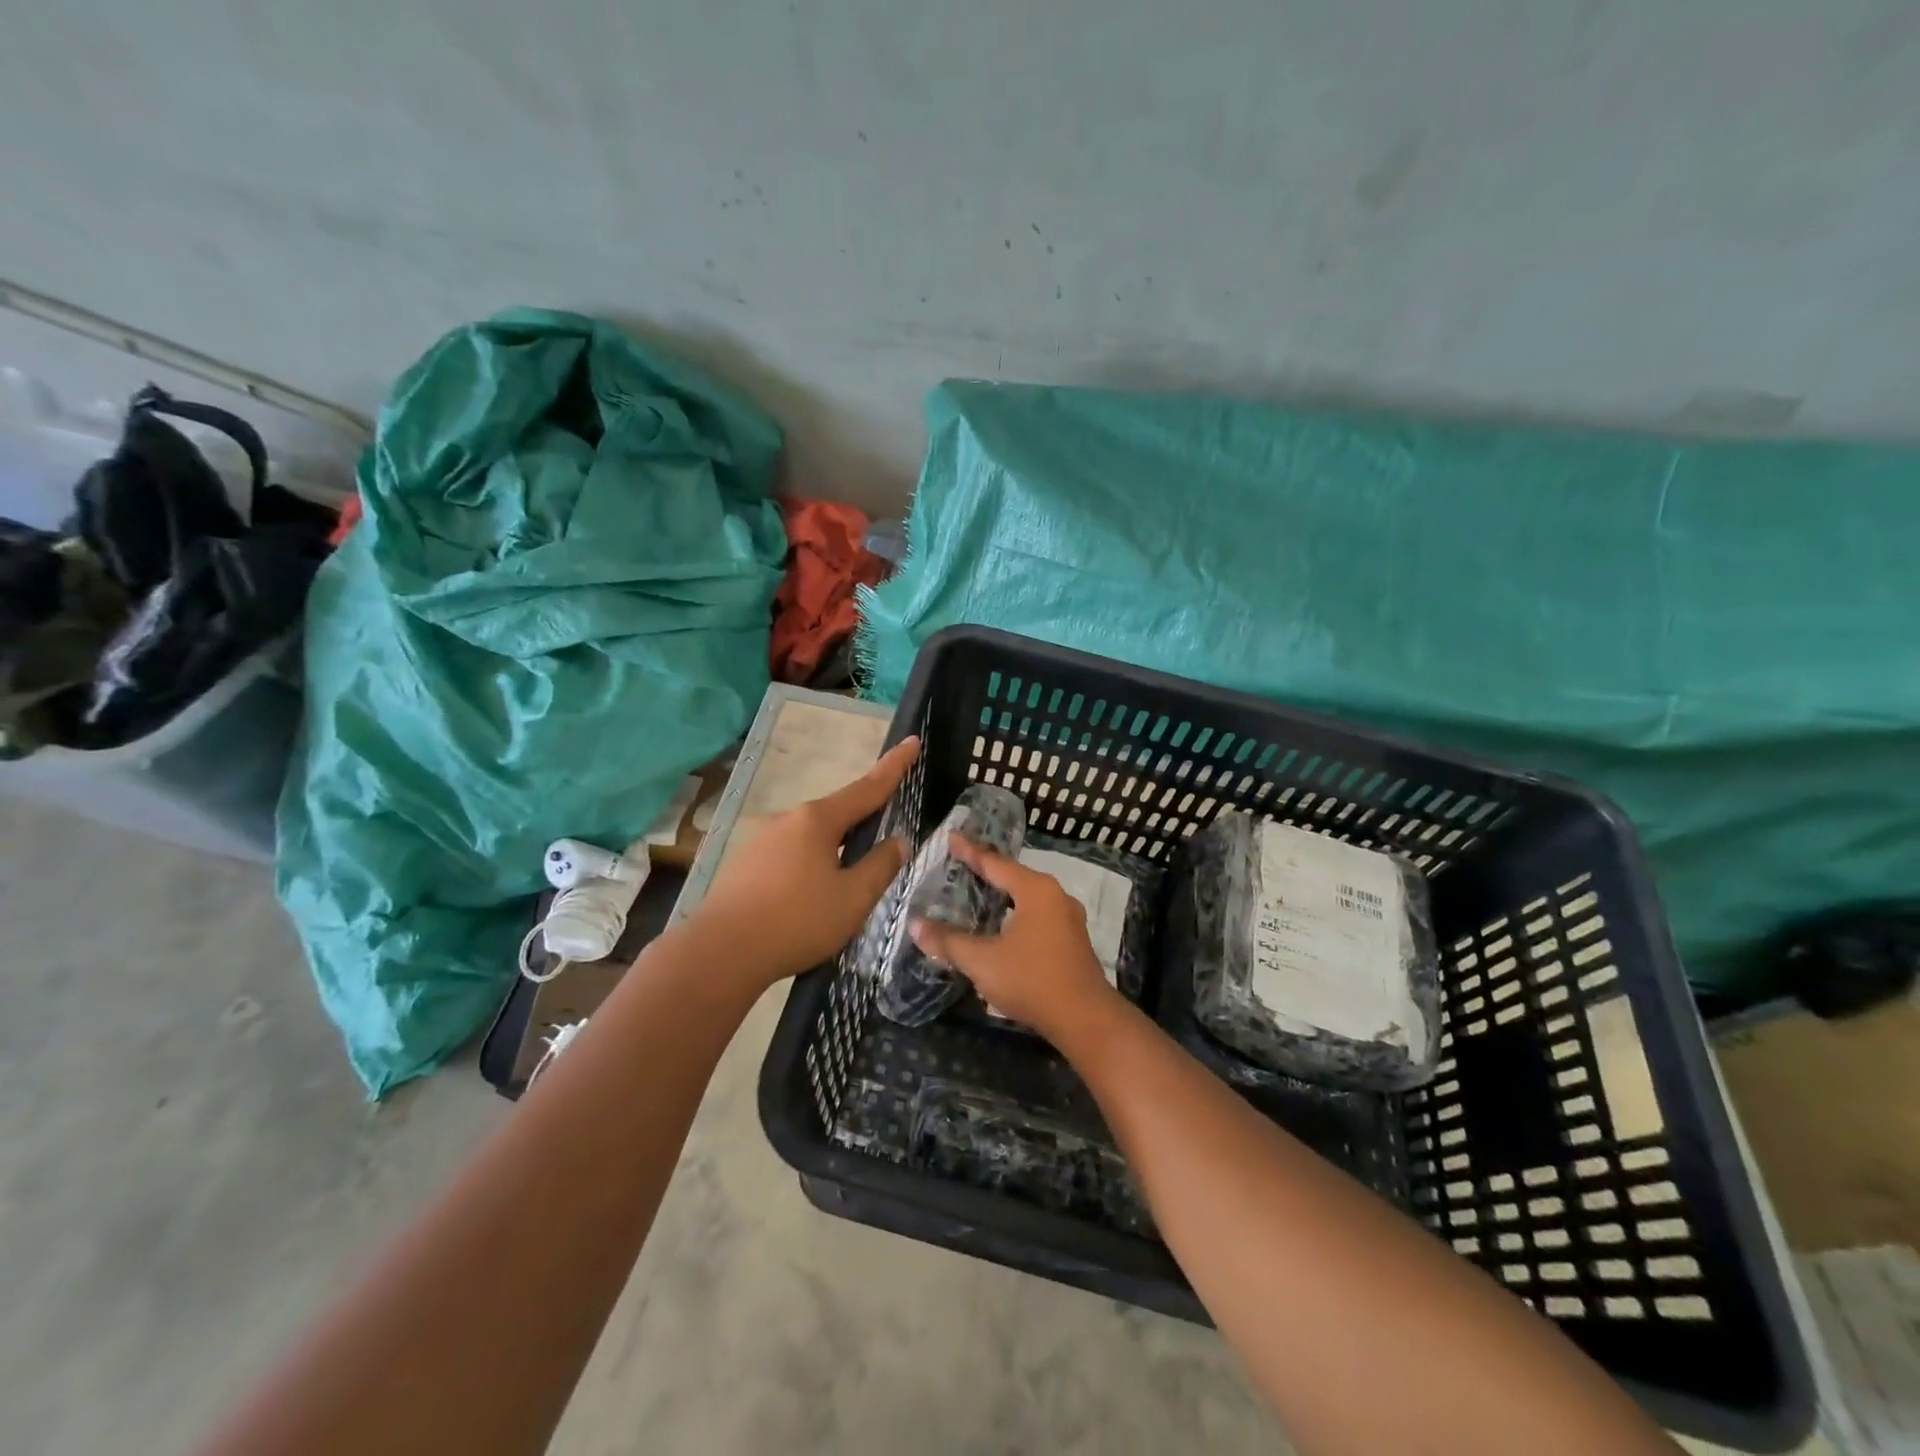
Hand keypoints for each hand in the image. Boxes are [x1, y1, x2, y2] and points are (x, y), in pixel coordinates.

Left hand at [685, 737, 918, 986]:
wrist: (720, 953)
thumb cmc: (796, 922)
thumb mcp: (853, 898)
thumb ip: (881, 866)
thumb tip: (898, 841)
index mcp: (817, 820)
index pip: (867, 787)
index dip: (894, 766)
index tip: (913, 741)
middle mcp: (787, 819)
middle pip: (837, 814)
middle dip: (862, 823)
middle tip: (883, 843)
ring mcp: (761, 840)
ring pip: (812, 838)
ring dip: (833, 852)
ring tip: (844, 888)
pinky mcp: (745, 864)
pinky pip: (790, 856)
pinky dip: (809, 867)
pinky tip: (809, 899)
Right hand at [910, 834, 1119, 1042]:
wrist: (1085, 1019)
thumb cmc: (1032, 981)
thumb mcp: (983, 962)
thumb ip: (948, 942)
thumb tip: (915, 925)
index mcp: (1036, 891)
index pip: (995, 863)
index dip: (970, 851)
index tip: (951, 837)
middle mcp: (1056, 896)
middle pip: (1014, 876)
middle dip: (987, 871)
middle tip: (961, 864)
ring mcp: (1068, 919)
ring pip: (1028, 898)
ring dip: (1004, 895)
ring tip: (980, 893)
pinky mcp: (1072, 941)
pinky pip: (1038, 916)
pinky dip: (1016, 913)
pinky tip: (1004, 926)